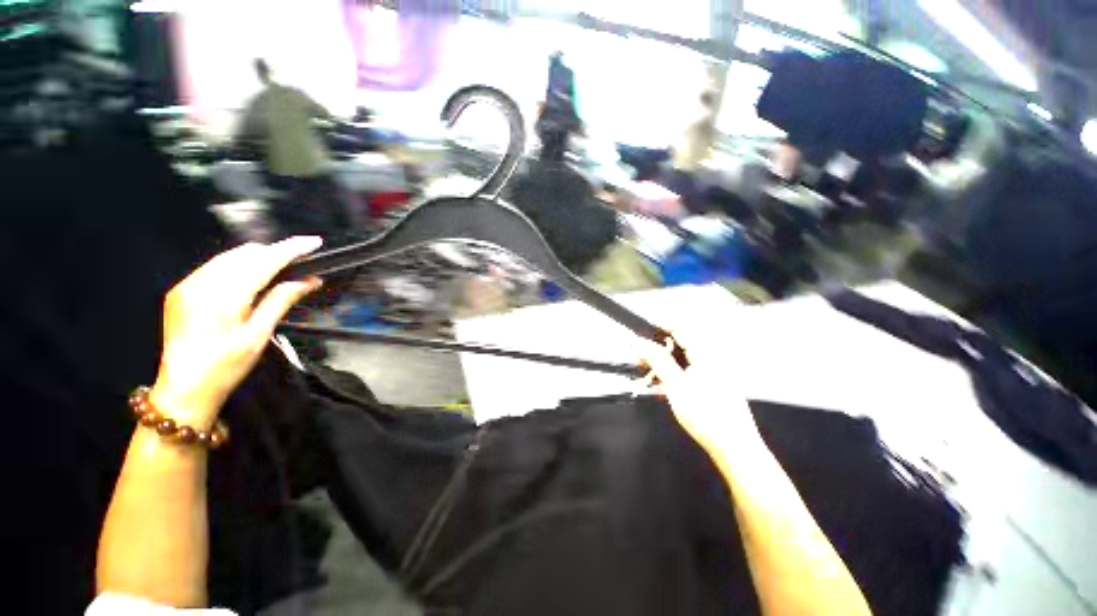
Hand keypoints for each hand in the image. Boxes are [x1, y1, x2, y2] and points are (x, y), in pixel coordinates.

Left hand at [150, 237, 323, 429]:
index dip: (290, 249)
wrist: (183, 389)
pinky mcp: (180, 290)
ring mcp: (187, 285)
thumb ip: (281, 301)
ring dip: (256, 258)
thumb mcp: (259, 336)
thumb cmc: (226, 366)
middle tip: (299, 263)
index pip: (263, 262)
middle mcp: (201, 283)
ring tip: (279, 269)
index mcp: (223, 297)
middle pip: (245, 254)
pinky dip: (237, 267)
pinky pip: (214, 267)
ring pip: (229, 257)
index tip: (314, 241)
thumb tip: (309, 280)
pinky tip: (249, 280)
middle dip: (274, 252)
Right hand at [640, 328, 759, 453]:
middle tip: (638, 359)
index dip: (657, 327)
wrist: (734, 449)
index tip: (638, 333)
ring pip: (682, 360)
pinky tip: (660, 386)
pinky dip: (672, 376)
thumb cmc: (705, 414)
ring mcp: (713, 373)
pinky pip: (687, 373)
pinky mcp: (711, 386)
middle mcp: (711, 358)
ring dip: (662, 364)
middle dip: (656, 349)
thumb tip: (640, 342)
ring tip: (645, 375)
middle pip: (679, 345)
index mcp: (706, 353)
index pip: (679, 328)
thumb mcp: (676, 385)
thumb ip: (658, 360)